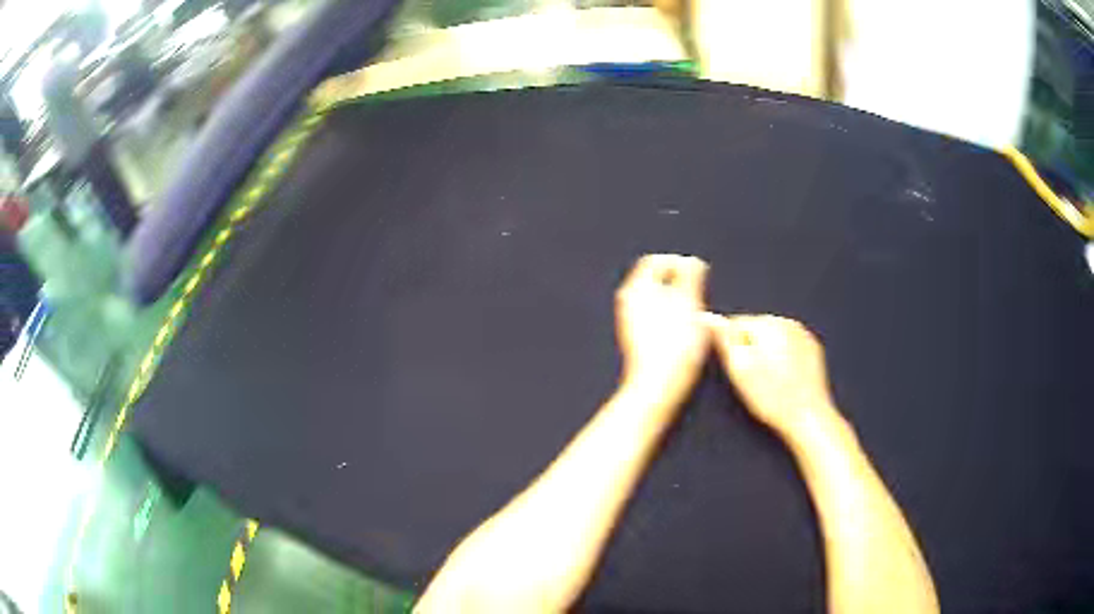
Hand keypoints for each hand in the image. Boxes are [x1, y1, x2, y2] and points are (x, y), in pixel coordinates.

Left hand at [615, 255, 709, 403]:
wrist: (658, 385)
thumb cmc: (673, 345)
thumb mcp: (690, 302)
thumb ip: (690, 275)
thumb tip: (691, 262)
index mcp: (636, 287)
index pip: (655, 261)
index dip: (679, 263)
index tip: (698, 274)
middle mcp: (628, 302)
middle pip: (656, 281)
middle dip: (679, 283)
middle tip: (698, 295)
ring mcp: (630, 322)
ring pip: (658, 301)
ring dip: (677, 302)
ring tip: (695, 315)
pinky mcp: (637, 340)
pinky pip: (656, 319)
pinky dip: (671, 319)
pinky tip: (685, 333)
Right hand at [704, 314, 834, 432]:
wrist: (808, 416)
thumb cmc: (772, 397)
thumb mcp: (740, 369)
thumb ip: (724, 339)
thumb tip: (708, 316)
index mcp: (768, 324)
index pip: (737, 324)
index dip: (732, 348)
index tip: (739, 369)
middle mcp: (788, 322)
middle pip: (757, 329)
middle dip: (752, 349)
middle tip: (754, 378)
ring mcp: (804, 335)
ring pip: (775, 338)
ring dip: (769, 354)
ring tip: (770, 381)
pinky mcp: (813, 349)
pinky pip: (791, 347)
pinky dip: (785, 359)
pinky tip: (785, 379)